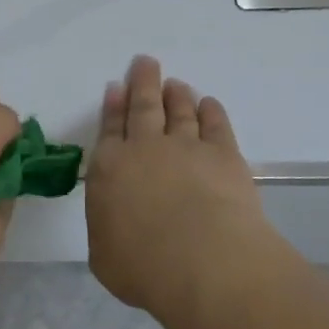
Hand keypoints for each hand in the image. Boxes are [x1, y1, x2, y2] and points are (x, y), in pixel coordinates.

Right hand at [84, 55, 298, 314]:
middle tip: (145, 62)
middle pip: (142, 107)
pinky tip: (209, 103)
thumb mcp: (104, 255)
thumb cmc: (143, 266)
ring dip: (175, 95)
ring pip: (178, 111)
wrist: (203, 263)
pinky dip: (212, 111)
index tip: (116, 86)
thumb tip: (115, 221)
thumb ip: (106, 229)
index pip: (109, 129)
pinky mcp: (224, 154)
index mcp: (108, 169)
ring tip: (175, 83)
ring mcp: (186, 147)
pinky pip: (216, 125)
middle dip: (142, 83)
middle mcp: (144, 148)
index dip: (113, 107)